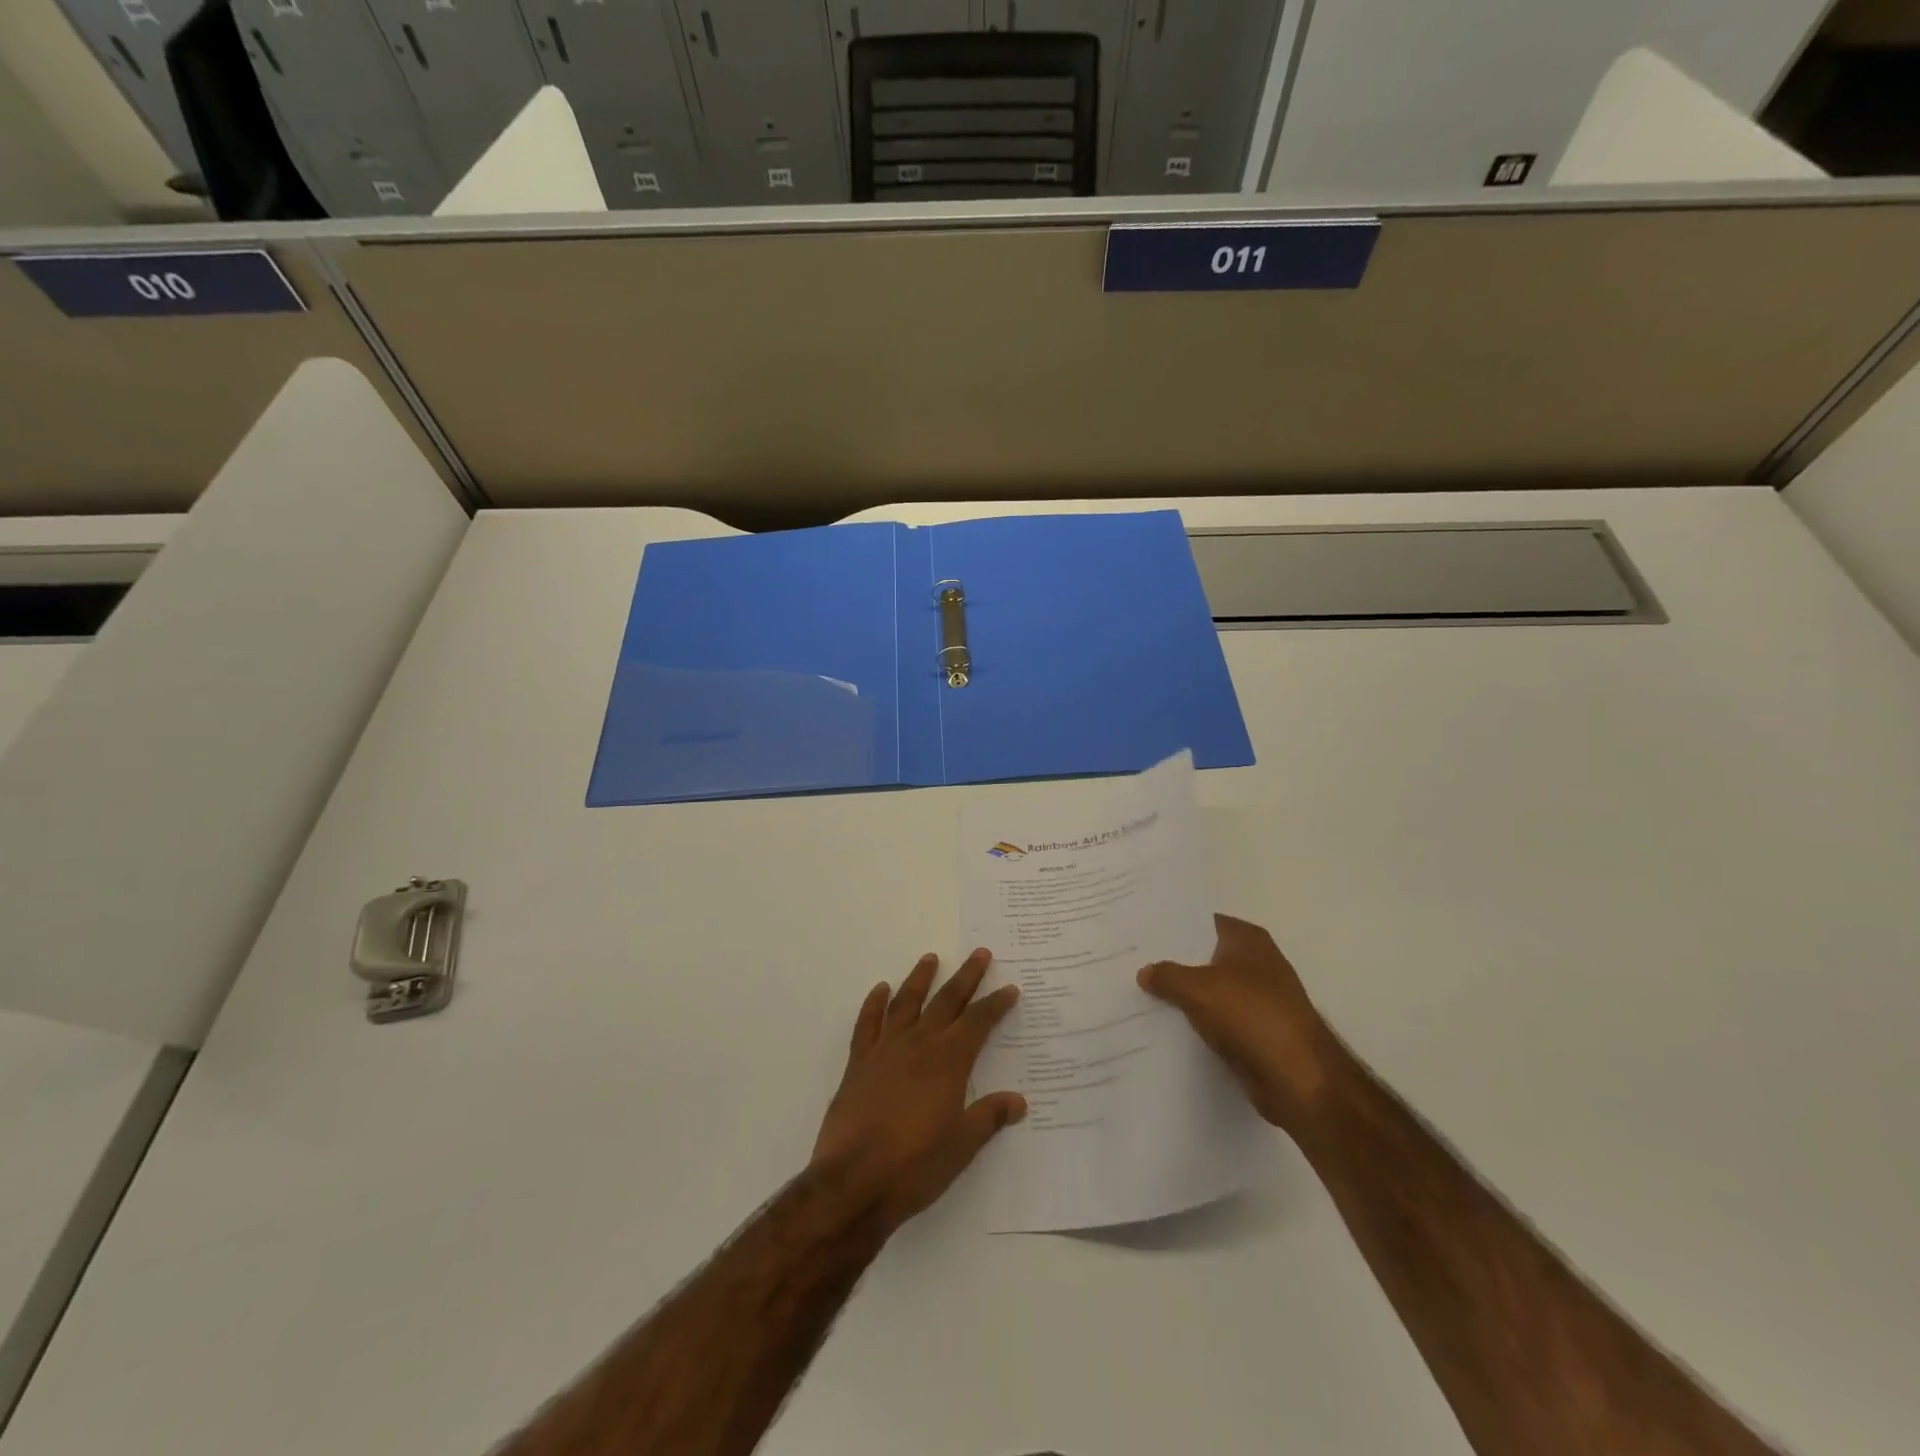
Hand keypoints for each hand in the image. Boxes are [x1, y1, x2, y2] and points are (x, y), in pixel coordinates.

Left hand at [812, 949, 1024, 1232]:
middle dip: (966, 977)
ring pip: (906, 1002)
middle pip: (947, 1001)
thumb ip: (989, 1117)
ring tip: (930, 958)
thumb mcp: (962, 1145)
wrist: (853, 1181)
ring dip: (920, 978)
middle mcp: (918, 1044)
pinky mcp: (858, 1063)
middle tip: (980, 953)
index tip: (1010, 988)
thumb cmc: (915, 1166)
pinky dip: (874, 1004)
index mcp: (948, 1061)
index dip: (996, 1004)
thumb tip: (1019, 1101)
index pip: (979, 1022)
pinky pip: (867, 1024)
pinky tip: (880, 990)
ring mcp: (885, 1050)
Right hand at [1138, 914, 1343, 1133]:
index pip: (1202, 922)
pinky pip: (1215, 1019)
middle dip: (1172, 960)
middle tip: (1130, 960)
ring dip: (1182, 994)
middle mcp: (1255, 963)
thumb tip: (1145, 971)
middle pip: (1204, 956)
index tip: (1139, 928)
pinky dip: (1195, 1022)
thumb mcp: (1198, 989)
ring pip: (1208, 989)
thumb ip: (1167, 975)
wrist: (1298, 1078)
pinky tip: (1163, 1024)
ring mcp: (1257, 999)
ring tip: (1138, 991)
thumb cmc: (1251, 1016)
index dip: (1172, 925)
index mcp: (1248, 939)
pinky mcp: (1254, 1032)